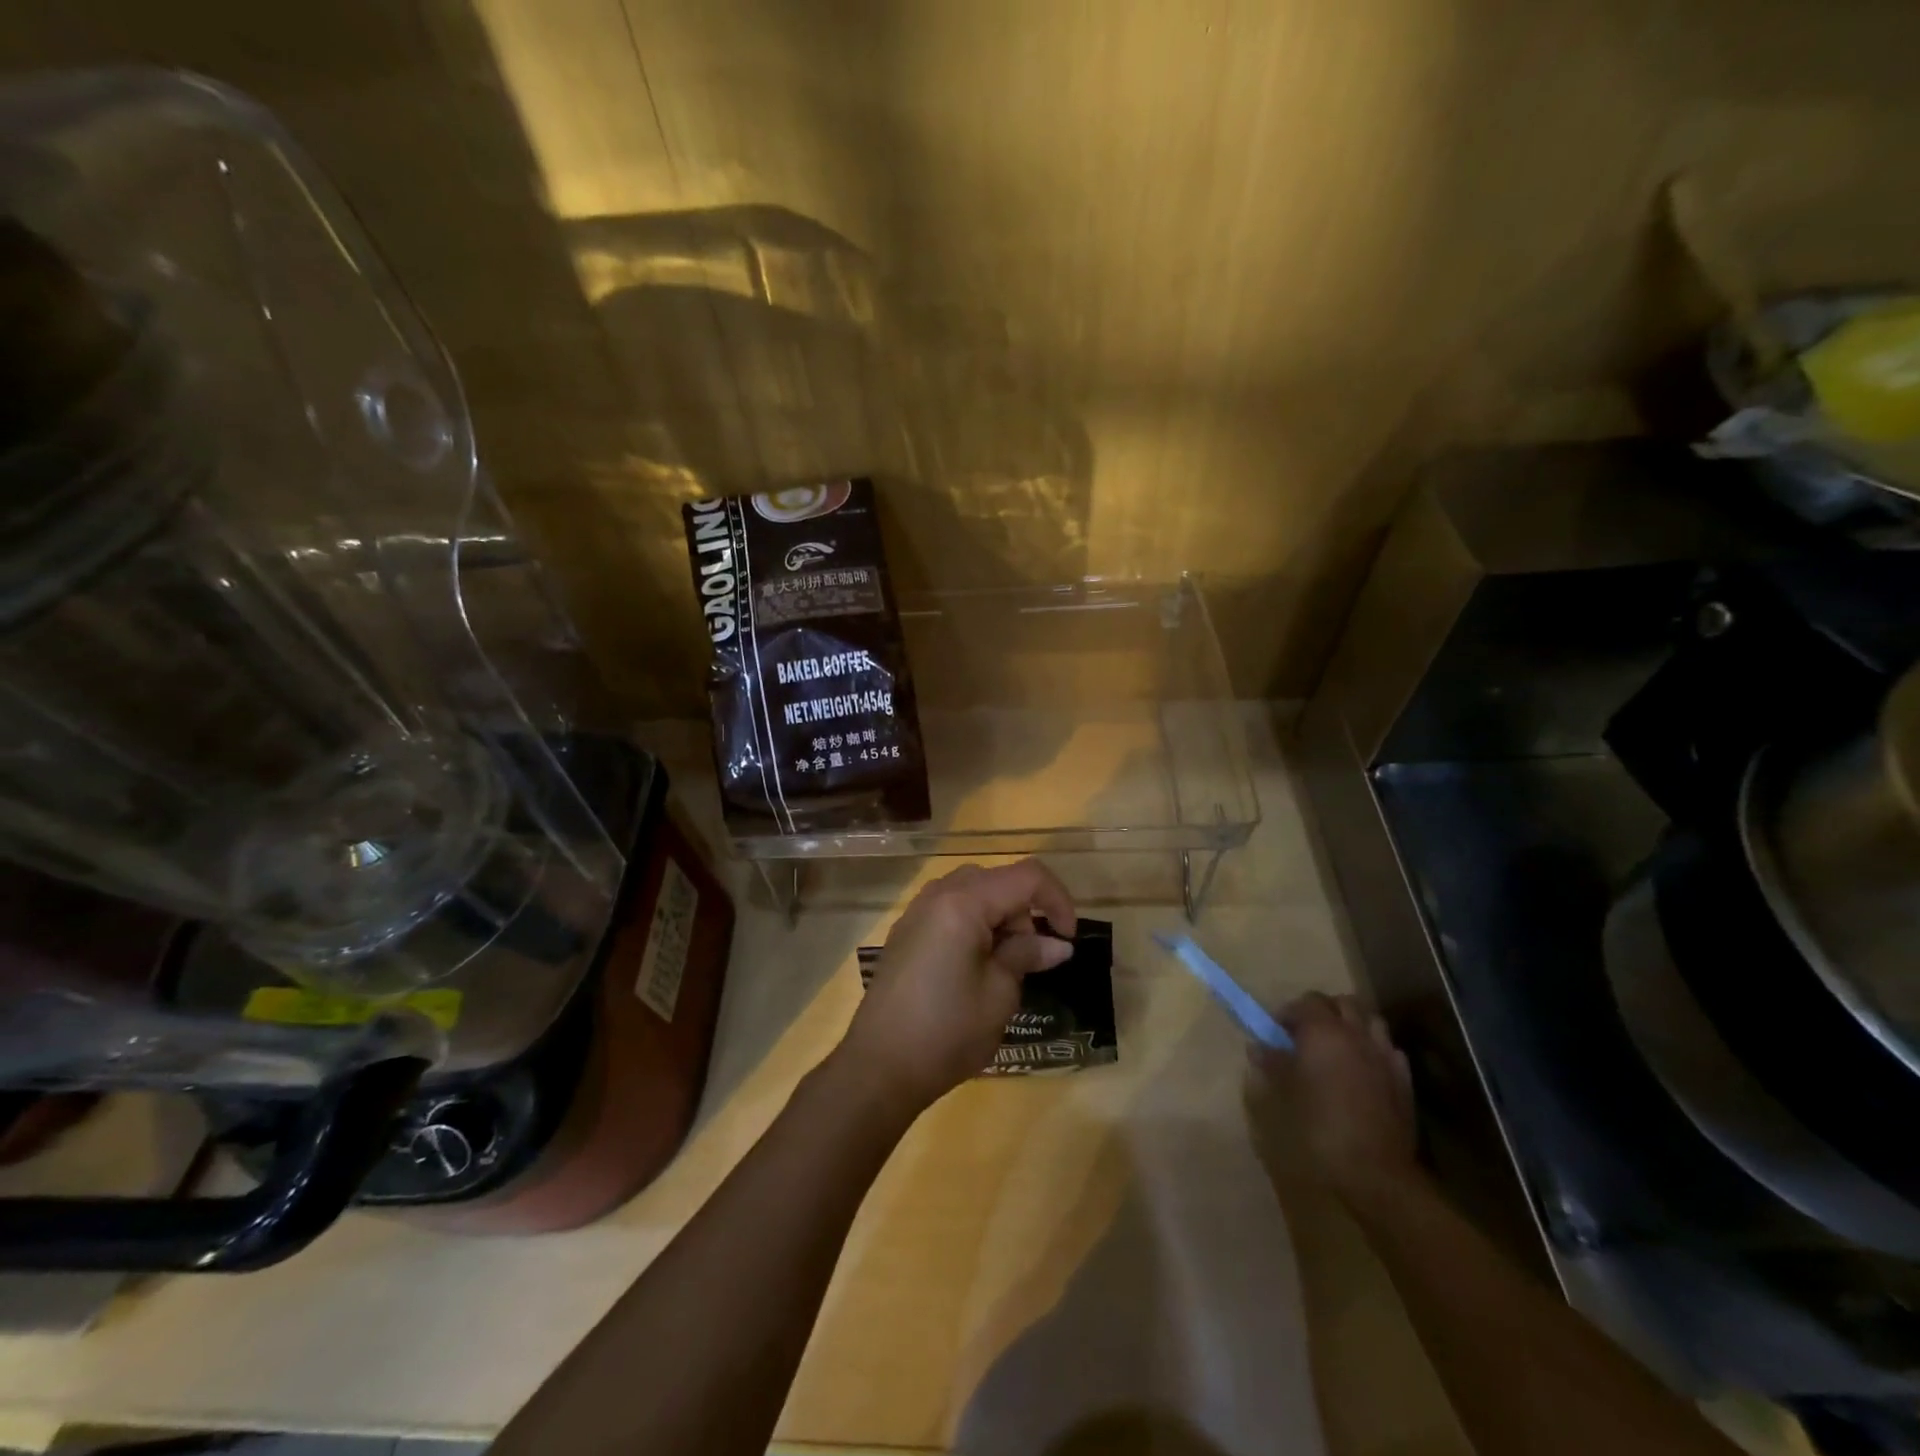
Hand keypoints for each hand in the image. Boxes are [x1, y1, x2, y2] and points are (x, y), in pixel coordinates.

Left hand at [840, 860, 1075, 1114]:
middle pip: (999, 880)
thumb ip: (1027, 956)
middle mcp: (938, 894)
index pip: (1027, 876)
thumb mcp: (999, 994)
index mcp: (964, 902)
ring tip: (1005, 964)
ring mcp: (918, 911)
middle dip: (1026, 910)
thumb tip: (1057, 944)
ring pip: (974, 891)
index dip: (1057, 900)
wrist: (879, 1066)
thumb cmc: (947, 1031)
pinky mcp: (907, 931)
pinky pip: (951, 908)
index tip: (1067, 939)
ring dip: (1001, 916)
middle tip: (1033, 957)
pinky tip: (975, 965)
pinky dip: (975, 923)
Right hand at [1244, 992, 1419, 1207]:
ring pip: (1371, 1021)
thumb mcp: (1281, 1094)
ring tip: (1338, 1047)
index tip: (1277, 1032)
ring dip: (1353, 1025)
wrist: (1373, 1172)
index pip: (1306, 1002)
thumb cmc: (1318, 1127)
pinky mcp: (1404, 1082)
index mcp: (1323, 1031)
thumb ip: (1271, 1064)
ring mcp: (1384, 1056)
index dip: (1289, 1013)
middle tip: (1306, 1034)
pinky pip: (1389, 1051)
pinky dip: (1375, 1050)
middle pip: (1343, 1003)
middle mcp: (1356, 1034)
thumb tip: (1259, 1047)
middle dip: (1324, 1011)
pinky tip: (1364, 1069)